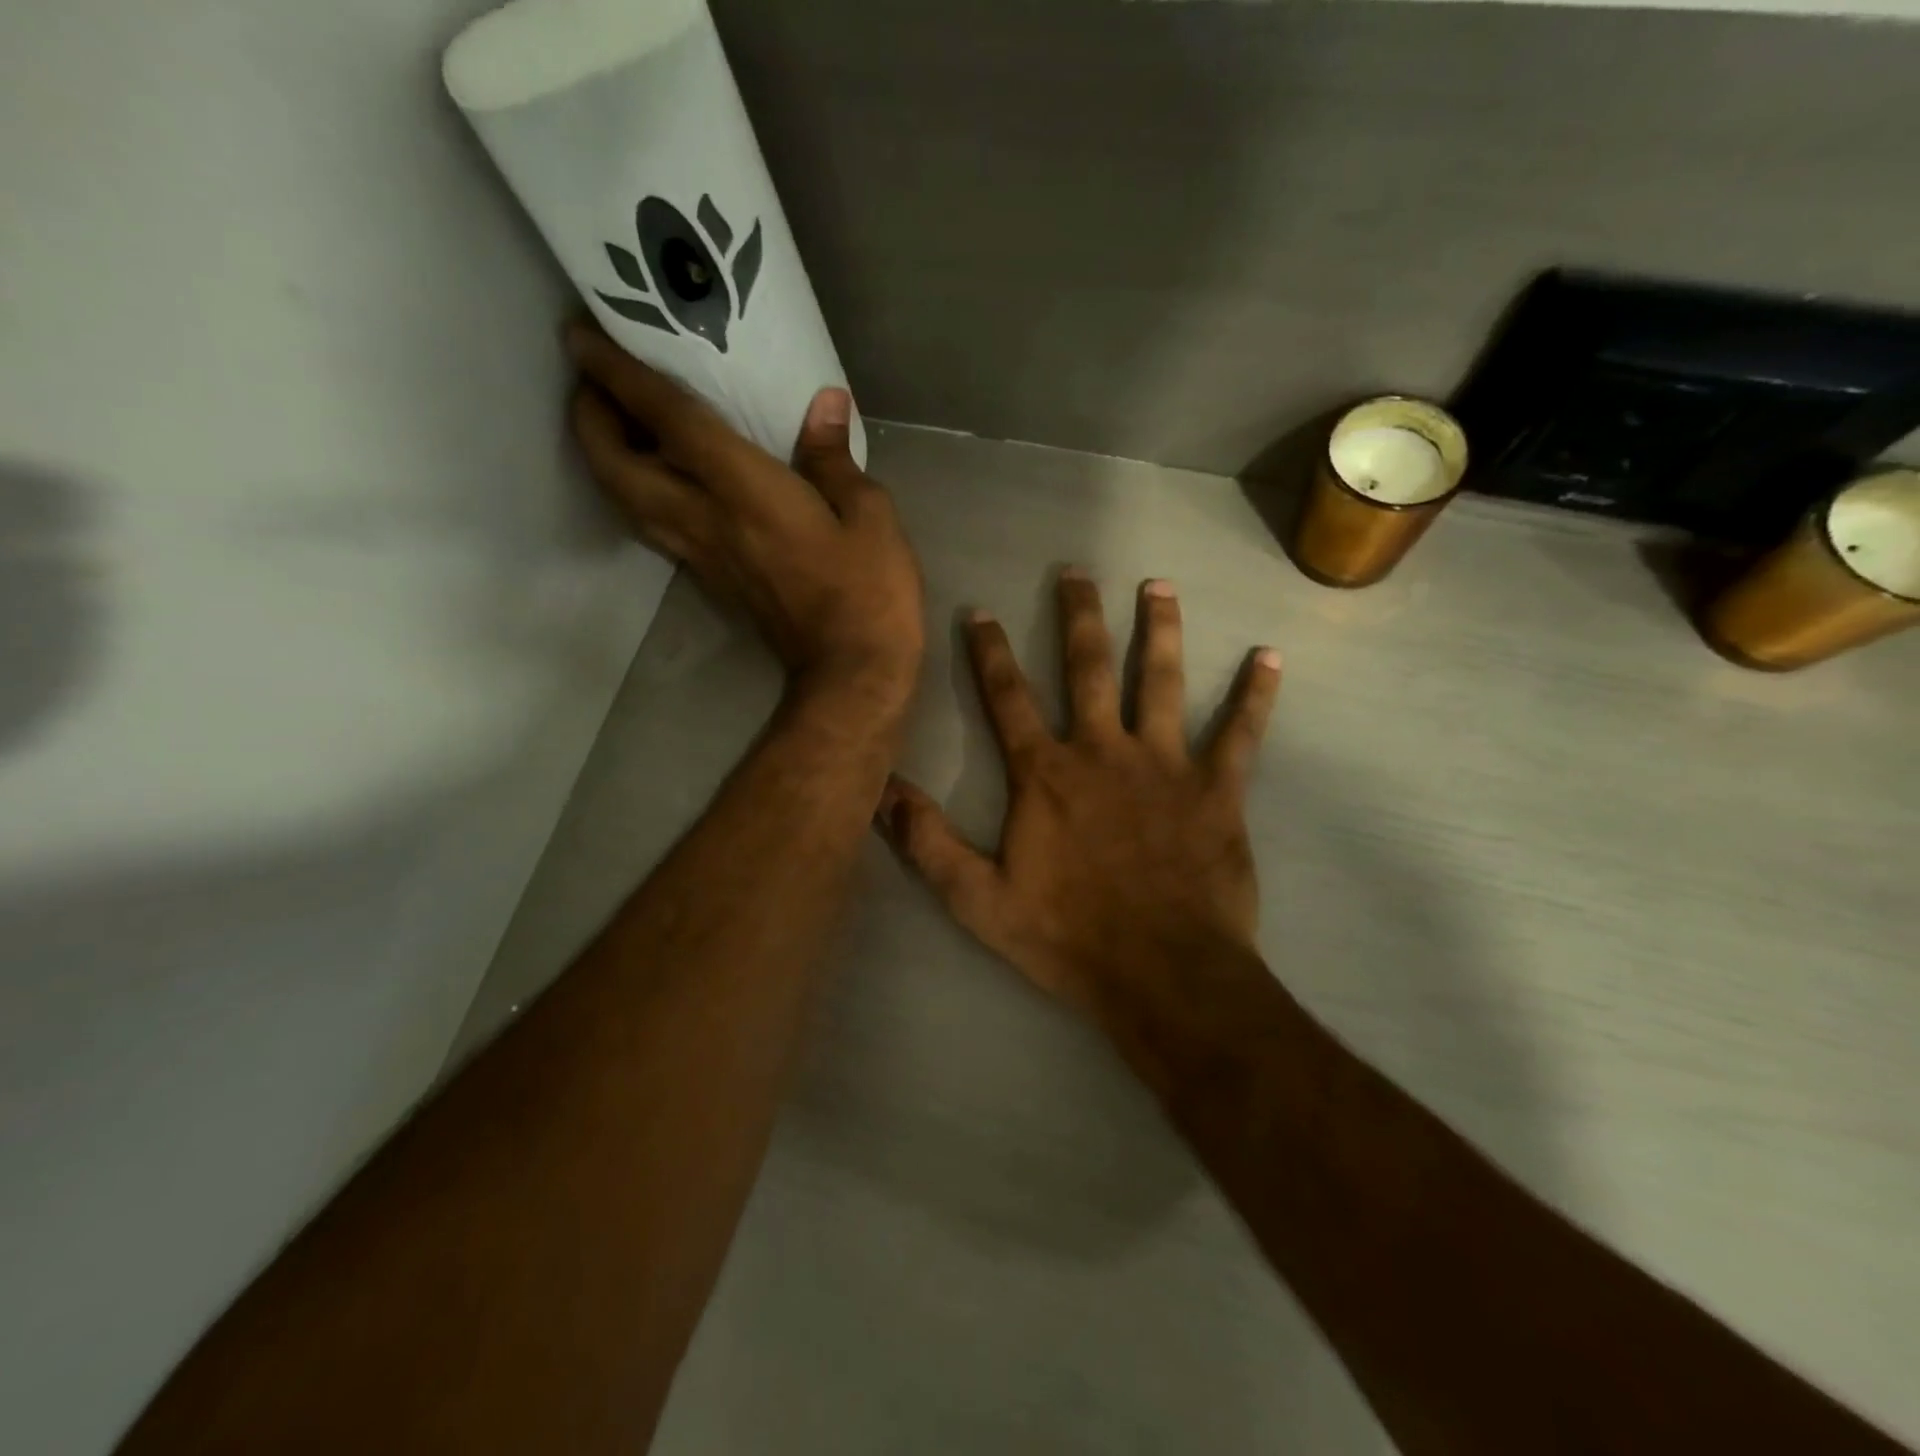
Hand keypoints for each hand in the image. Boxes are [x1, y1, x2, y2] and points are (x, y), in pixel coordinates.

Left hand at [565, 321, 923, 712]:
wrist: (852, 672)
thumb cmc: (869, 592)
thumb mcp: (870, 516)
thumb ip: (835, 458)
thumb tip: (824, 404)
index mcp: (743, 492)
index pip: (667, 422)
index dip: (619, 375)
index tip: (581, 335)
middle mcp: (706, 521)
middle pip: (619, 468)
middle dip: (591, 419)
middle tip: (595, 382)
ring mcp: (703, 556)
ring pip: (628, 502)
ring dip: (606, 459)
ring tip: (618, 425)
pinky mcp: (713, 582)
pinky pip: (656, 527)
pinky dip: (639, 493)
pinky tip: (661, 479)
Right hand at [876, 568, 1280, 1018]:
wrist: (1162, 975)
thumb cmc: (1067, 937)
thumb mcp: (978, 899)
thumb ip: (928, 842)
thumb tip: (880, 790)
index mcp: (1046, 775)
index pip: (1008, 697)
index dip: (989, 652)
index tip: (980, 611)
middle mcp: (1103, 752)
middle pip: (1088, 668)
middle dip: (1078, 617)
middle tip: (1076, 572)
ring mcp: (1165, 765)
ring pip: (1162, 682)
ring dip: (1160, 630)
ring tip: (1159, 586)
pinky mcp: (1217, 790)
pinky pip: (1241, 733)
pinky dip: (1255, 695)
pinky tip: (1269, 657)